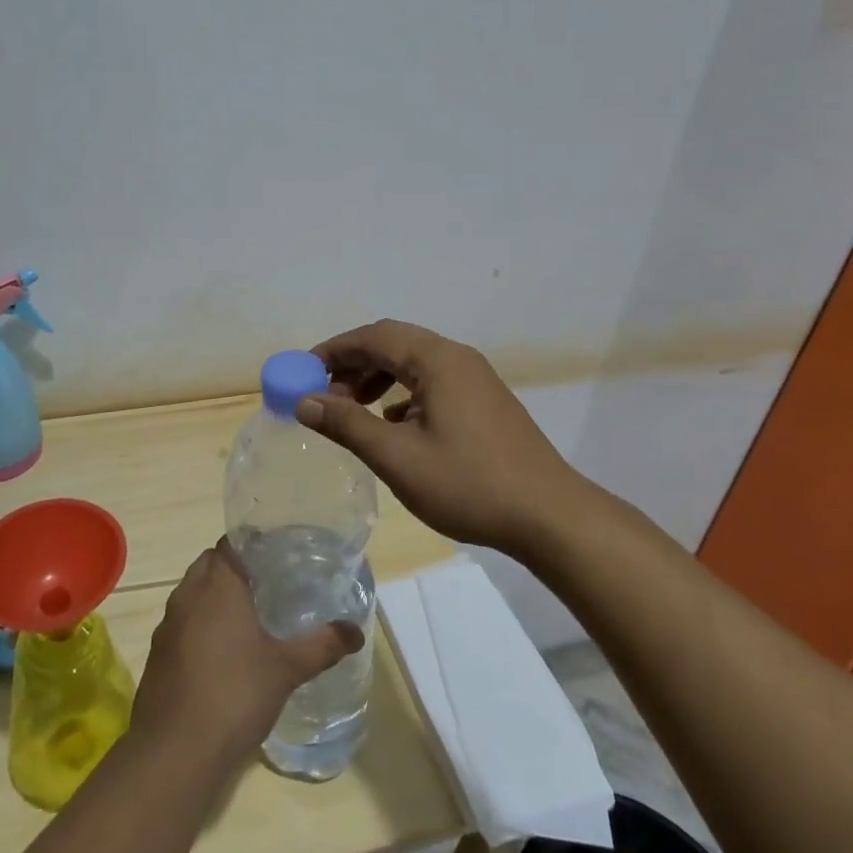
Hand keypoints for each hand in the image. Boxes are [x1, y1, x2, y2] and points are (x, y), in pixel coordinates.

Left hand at [131, 539, 363, 764]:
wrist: (175, 751)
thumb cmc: (235, 695)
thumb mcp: (286, 669)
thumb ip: (322, 645)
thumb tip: (356, 631)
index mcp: (218, 586)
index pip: (229, 543)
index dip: (251, 543)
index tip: (276, 553)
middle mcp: (188, 595)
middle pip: (209, 564)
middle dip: (234, 568)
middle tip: (267, 583)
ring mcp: (168, 625)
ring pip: (192, 593)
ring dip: (214, 596)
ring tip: (247, 616)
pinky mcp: (158, 654)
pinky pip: (182, 623)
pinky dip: (199, 625)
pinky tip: (221, 652)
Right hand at [296, 319, 584, 554]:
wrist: (549, 515)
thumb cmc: (469, 484)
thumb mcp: (398, 458)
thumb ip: (348, 425)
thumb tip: (304, 401)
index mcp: (437, 360)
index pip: (374, 337)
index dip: (334, 350)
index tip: (303, 372)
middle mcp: (457, 357)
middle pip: (395, 343)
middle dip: (355, 363)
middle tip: (325, 393)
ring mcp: (476, 378)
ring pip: (415, 362)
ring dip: (379, 378)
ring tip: (353, 409)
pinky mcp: (485, 400)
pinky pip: (434, 382)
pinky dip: (404, 393)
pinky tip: (393, 425)